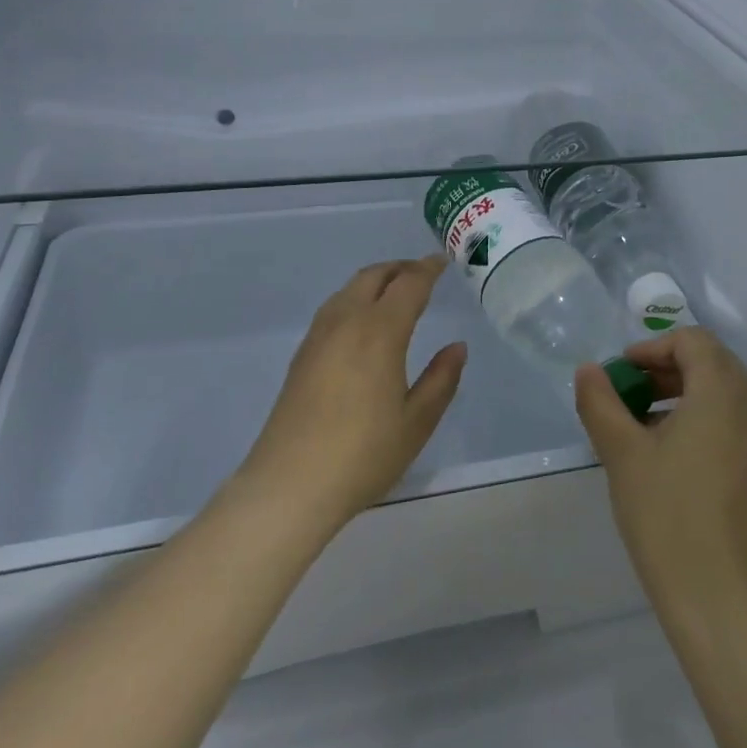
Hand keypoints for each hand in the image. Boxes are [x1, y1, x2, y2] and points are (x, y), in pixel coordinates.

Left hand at [239, 257, 465, 530]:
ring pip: (349, 289)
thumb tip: (457, 346)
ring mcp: (319, 336)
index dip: (428, 269)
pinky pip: (334, 307)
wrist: (289, 485)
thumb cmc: (362, 454)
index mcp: (379, 331)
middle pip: (374, 276)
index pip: (409, 284)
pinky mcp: (302, 354)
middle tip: (421, 273)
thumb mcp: (416, 422)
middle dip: (400, 268)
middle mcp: (346, 322)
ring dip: (375, 281)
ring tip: (394, 293)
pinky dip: (355, 298)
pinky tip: (362, 322)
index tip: (442, 262)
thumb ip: (441, 379)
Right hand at [574, 328, 746, 624]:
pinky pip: (728, 420)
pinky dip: (697, 416)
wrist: (721, 602)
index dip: (652, 347)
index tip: (621, 373)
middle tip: (629, 390)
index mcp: (722, 392)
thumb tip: (589, 370)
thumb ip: (600, 402)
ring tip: (639, 421)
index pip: (692, 340)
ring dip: (680, 391)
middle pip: (710, 361)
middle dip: (666, 366)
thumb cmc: (669, 516)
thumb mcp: (622, 453)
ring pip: (720, 391)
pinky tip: (665, 453)